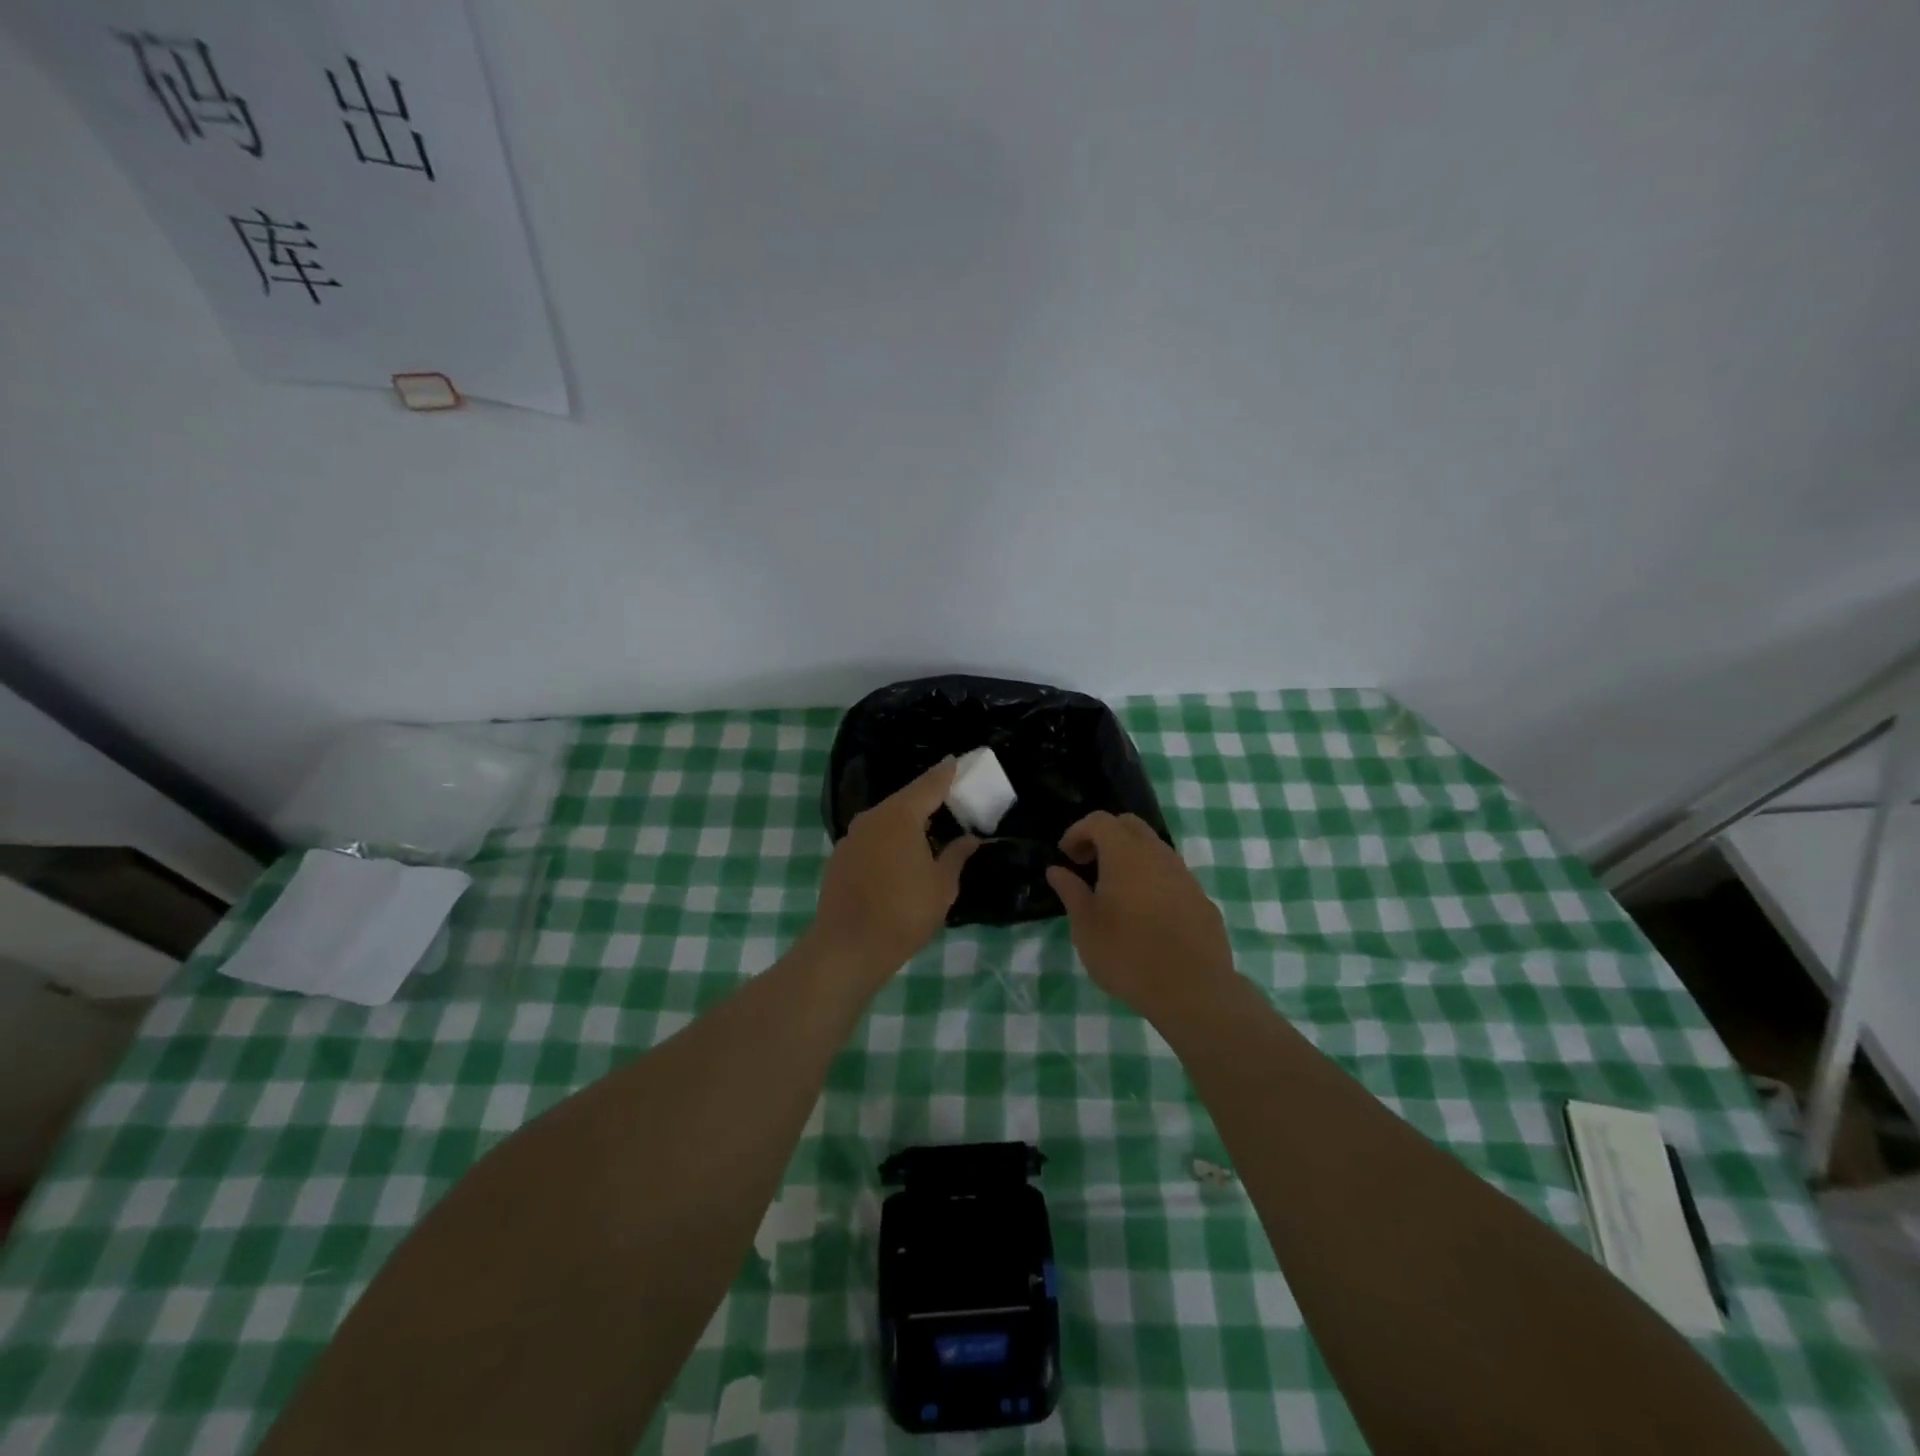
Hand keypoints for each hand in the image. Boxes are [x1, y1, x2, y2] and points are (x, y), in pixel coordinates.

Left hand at [810, 758, 979, 984]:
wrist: (847, 948)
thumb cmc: (903, 913)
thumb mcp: (942, 886)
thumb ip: (956, 856)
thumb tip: (970, 839)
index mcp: (900, 816)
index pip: (929, 784)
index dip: (947, 773)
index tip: (959, 760)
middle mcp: (872, 818)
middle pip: (906, 799)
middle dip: (929, 798)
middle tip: (952, 800)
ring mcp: (852, 837)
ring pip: (887, 819)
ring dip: (908, 821)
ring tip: (931, 829)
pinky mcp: (840, 857)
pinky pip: (873, 837)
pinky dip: (890, 839)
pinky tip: (902, 855)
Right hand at [1045, 812, 1235, 1017]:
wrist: (1192, 990)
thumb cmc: (1127, 955)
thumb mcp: (1086, 926)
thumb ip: (1071, 892)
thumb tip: (1057, 870)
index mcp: (1125, 853)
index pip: (1099, 821)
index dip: (1078, 832)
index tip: (1066, 857)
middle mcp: (1158, 854)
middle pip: (1130, 825)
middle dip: (1105, 836)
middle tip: (1088, 865)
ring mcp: (1185, 875)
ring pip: (1154, 849)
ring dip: (1131, 858)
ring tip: (1115, 891)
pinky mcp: (1201, 898)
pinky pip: (1172, 875)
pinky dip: (1152, 880)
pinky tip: (1145, 914)